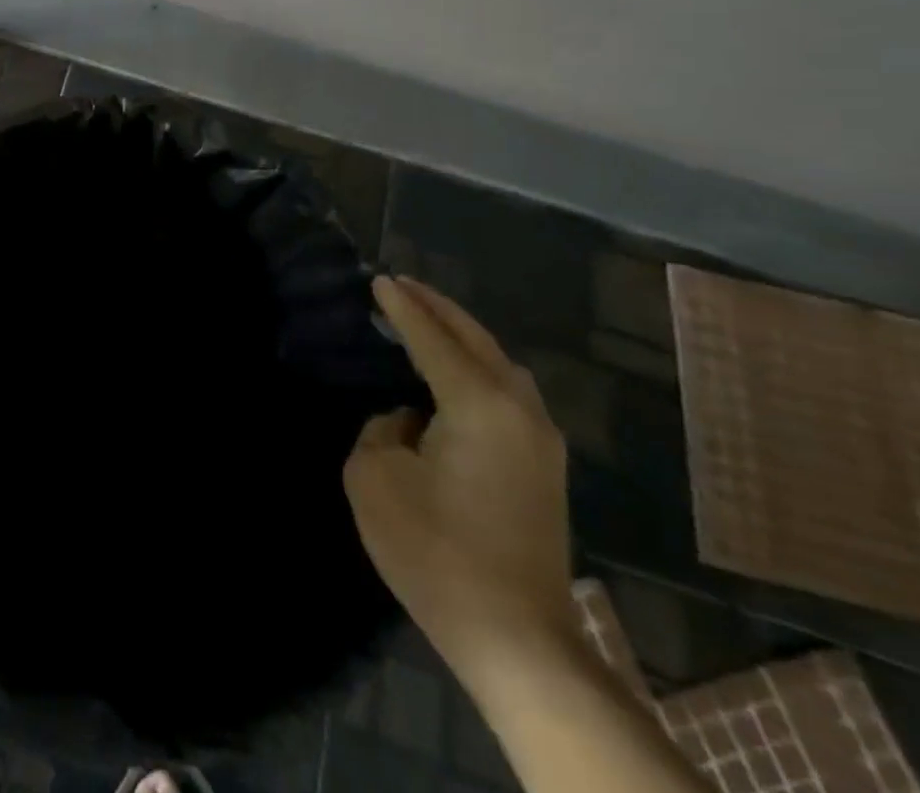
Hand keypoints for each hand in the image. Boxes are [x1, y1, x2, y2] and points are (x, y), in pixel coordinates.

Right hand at [344, 277, 573, 685]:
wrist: (515, 638)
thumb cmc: (434, 549)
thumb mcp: (375, 477)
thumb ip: (382, 428)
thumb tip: (409, 420)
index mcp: (478, 404)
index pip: (432, 338)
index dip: (402, 308)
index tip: (379, 280)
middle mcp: (520, 411)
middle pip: (477, 341)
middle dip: (439, 309)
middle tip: (404, 286)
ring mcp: (540, 442)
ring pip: (501, 366)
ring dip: (464, 337)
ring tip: (428, 321)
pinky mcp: (544, 470)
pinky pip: (508, 393)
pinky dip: (478, 367)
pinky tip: (456, 373)